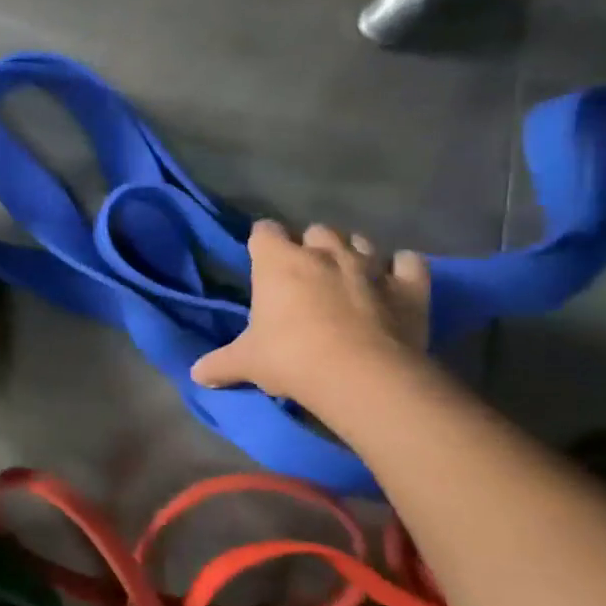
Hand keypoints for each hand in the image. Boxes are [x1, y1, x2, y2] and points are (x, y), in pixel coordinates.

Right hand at [189, 221, 429, 402]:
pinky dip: (402, 268)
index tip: (261, 258)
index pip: (264, 231)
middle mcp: (323, 253)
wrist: (360, 375)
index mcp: (278, 262)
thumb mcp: (246, 363)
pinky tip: (395, 281)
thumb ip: (220, 364)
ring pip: (361, 241)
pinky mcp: (409, 286)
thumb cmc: (290, 357)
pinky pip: (410, 262)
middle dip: (311, 246)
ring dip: (353, 253)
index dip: (262, 242)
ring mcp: (369, 265)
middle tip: (305, 274)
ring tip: (348, 276)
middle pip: (316, 230)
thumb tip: (196, 375)